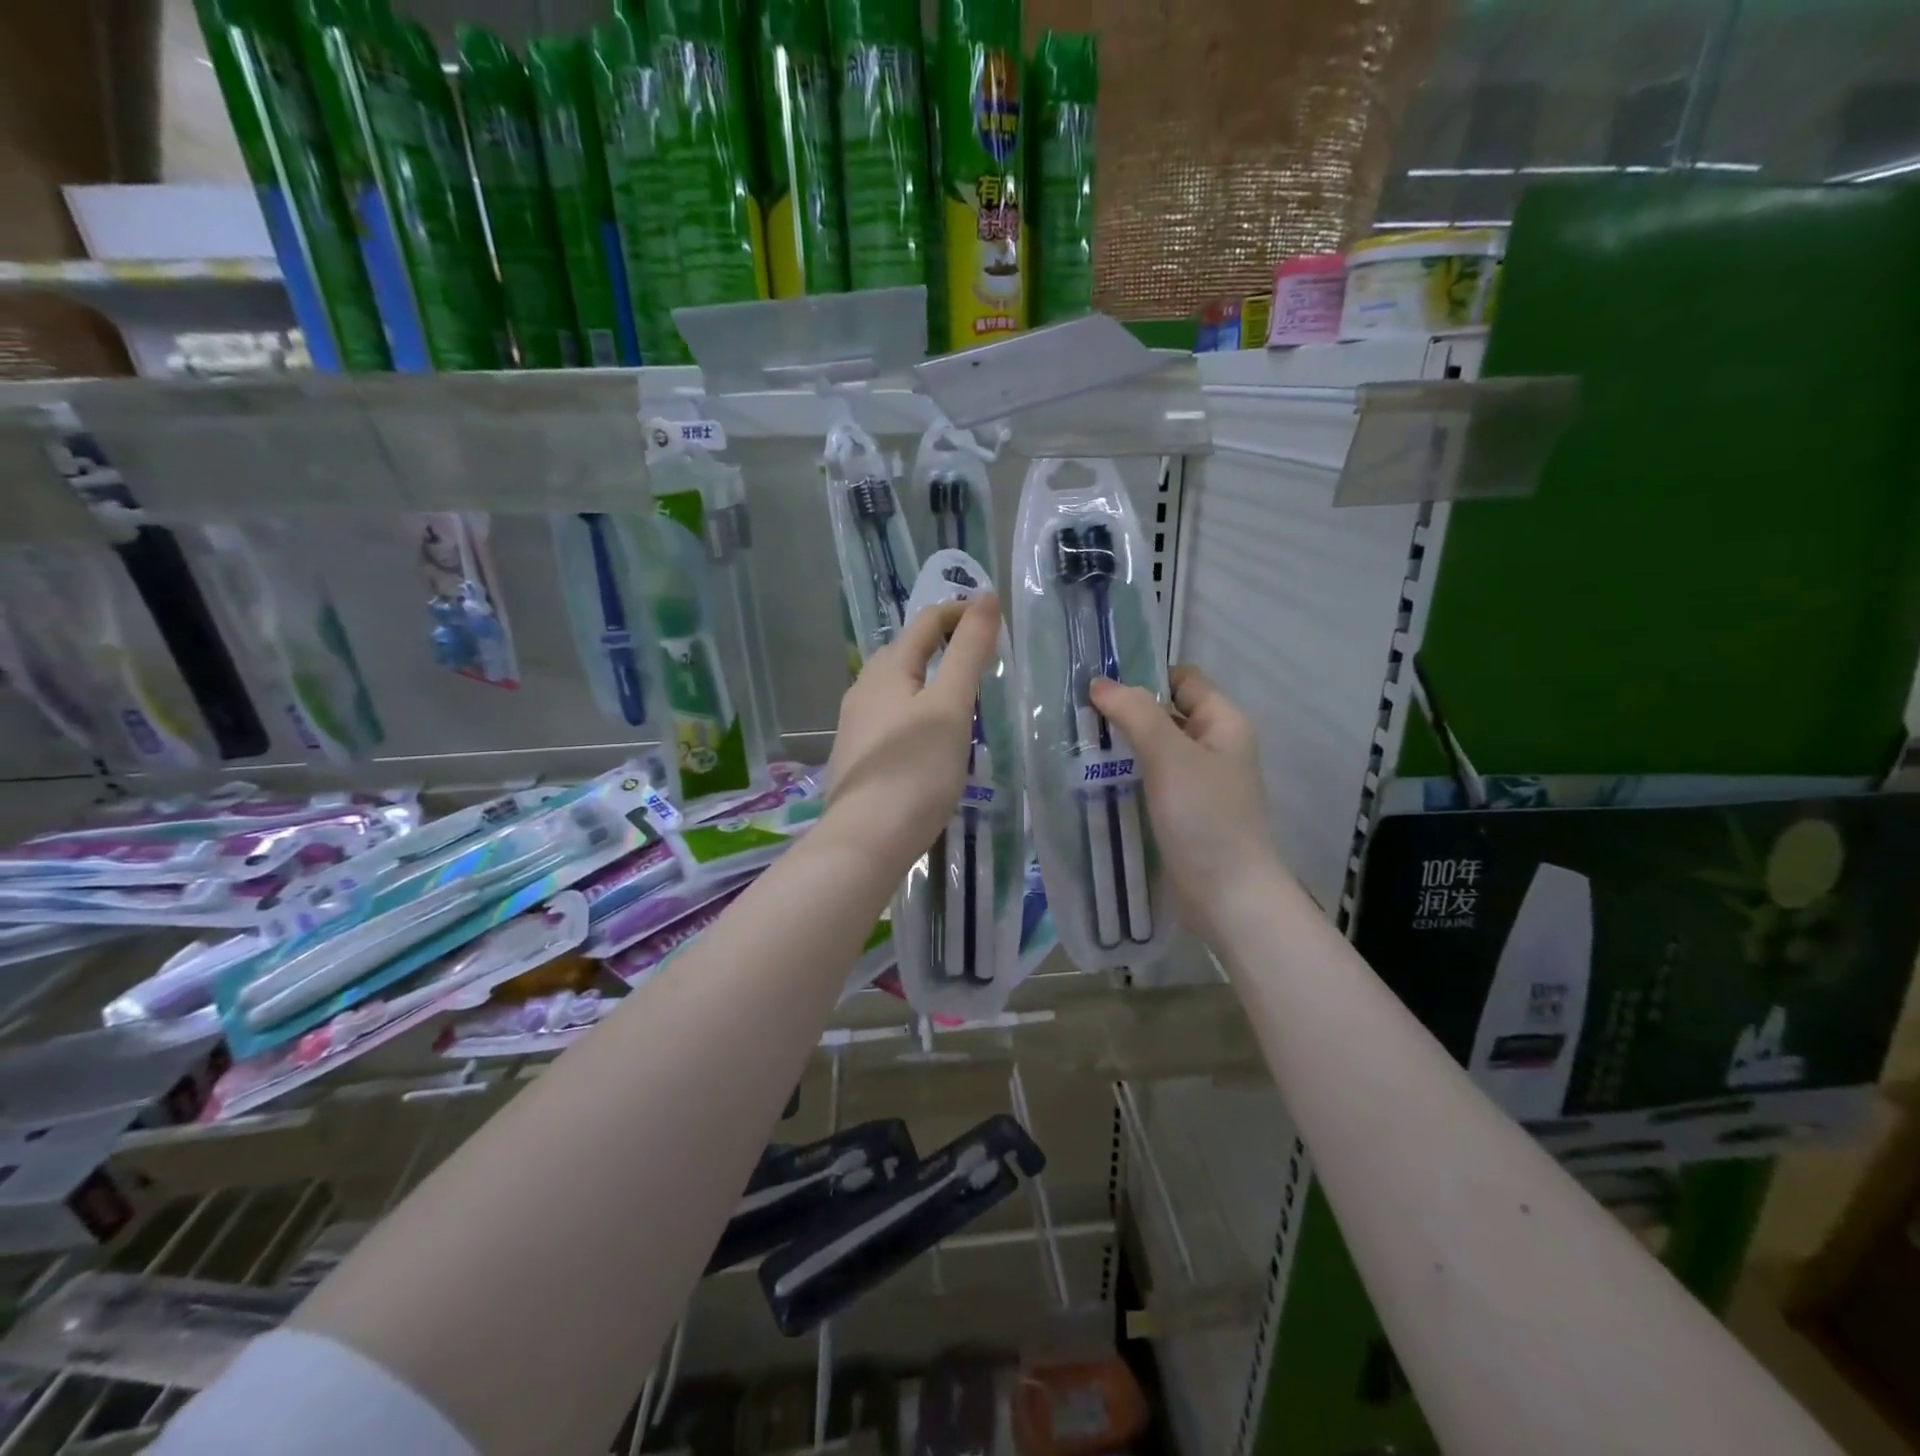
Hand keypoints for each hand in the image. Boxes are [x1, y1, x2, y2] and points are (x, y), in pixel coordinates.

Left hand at [823, 594, 1000, 872]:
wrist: (865, 841)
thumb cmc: (916, 770)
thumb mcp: (951, 706)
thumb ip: (968, 651)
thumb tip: (984, 597)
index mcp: (887, 668)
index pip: (926, 621)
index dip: (960, 613)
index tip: (995, 622)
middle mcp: (864, 687)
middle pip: (908, 651)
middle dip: (945, 645)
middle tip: (984, 661)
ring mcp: (856, 723)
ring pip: (898, 685)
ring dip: (931, 680)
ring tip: (964, 698)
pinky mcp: (859, 754)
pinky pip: (892, 715)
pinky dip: (918, 710)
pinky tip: (931, 737)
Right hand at [1089, 666, 1280, 936]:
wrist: (1229, 897)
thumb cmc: (1205, 818)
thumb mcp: (1170, 756)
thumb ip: (1135, 713)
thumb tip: (1099, 683)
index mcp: (1223, 723)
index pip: (1183, 680)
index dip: (1145, 675)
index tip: (1099, 684)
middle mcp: (1214, 747)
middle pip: (1166, 713)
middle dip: (1126, 711)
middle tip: (1076, 714)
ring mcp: (1199, 782)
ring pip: (1155, 749)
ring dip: (1122, 745)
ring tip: (1076, 744)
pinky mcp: (1183, 813)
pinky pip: (1152, 780)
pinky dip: (1127, 776)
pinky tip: (1094, 780)